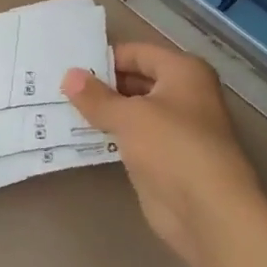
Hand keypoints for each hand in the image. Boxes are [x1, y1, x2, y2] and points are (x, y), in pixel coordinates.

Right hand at [61, 43, 259, 260]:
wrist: (208, 213)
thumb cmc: (173, 148)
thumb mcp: (129, 116)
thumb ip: (95, 96)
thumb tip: (69, 75)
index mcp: (184, 72)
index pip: (136, 53)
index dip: (104, 57)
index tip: (68, 64)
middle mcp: (183, 94)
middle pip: (134, 79)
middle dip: (99, 84)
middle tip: (57, 85)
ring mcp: (174, 128)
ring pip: (130, 110)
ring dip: (102, 110)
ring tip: (59, 105)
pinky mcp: (163, 157)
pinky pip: (130, 137)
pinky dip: (108, 134)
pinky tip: (77, 133)